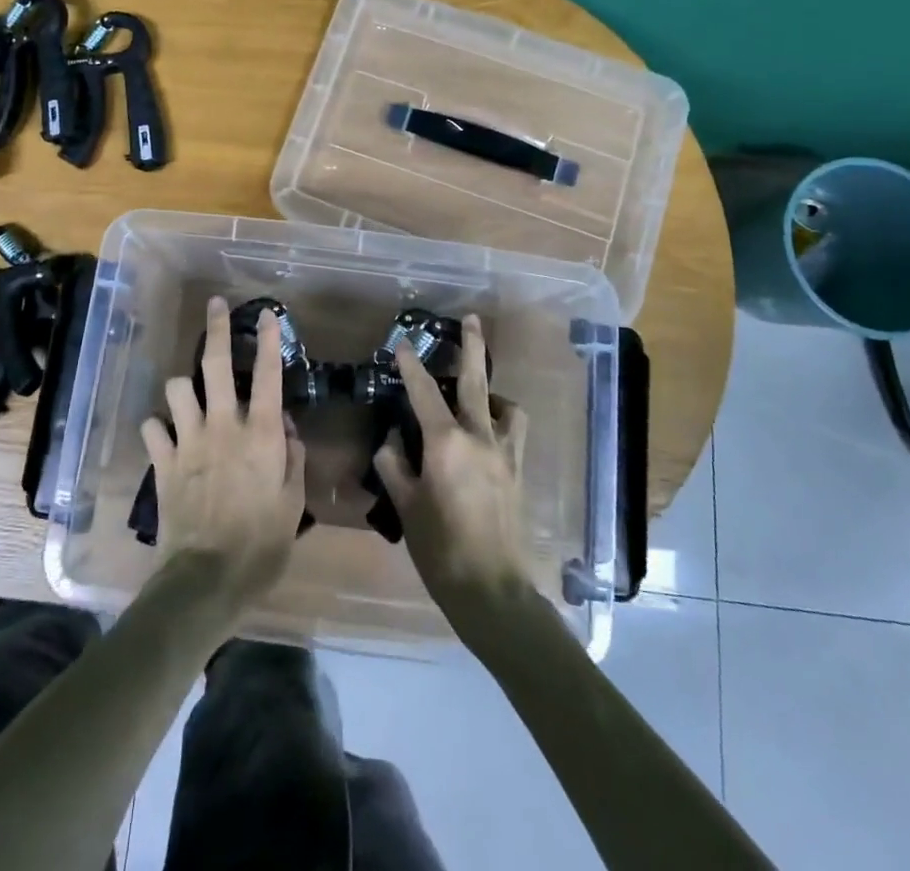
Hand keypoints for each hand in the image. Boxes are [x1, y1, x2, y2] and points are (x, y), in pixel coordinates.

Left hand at [140, 297, 308, 617]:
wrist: (207, 579)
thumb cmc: (262, 544)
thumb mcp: (293, 503)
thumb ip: (292, 458)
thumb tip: (284, 426)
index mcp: (260, 434)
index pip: (267, 374)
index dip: (267, 339)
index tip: (266, 314)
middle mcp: (223, 425)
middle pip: (214, 363)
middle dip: (216, 328)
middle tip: (216, 306)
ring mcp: (188, 440)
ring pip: (177, 388)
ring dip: (184, 387)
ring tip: (190, 395)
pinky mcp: (162, 461)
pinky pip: (152, 427)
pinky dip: (158, 427)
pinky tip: (165, 435)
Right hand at [373, 315, 534, 634]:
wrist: (493, 590)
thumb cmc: (441, 549)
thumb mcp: (406, 506)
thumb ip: (394, 465)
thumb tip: (391, 440)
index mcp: (446, 444)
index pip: (423, 393)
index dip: (410, 366)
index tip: (402, 344)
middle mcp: (479, 437)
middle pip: (475, 381)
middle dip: (471, 347)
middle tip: (471, 319)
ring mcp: (504, 453)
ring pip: (504, 405)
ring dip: (491, 390)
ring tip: (478, 392)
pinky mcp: (517, 470)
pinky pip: (514, 431)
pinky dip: (502, 419)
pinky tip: (489, 431)